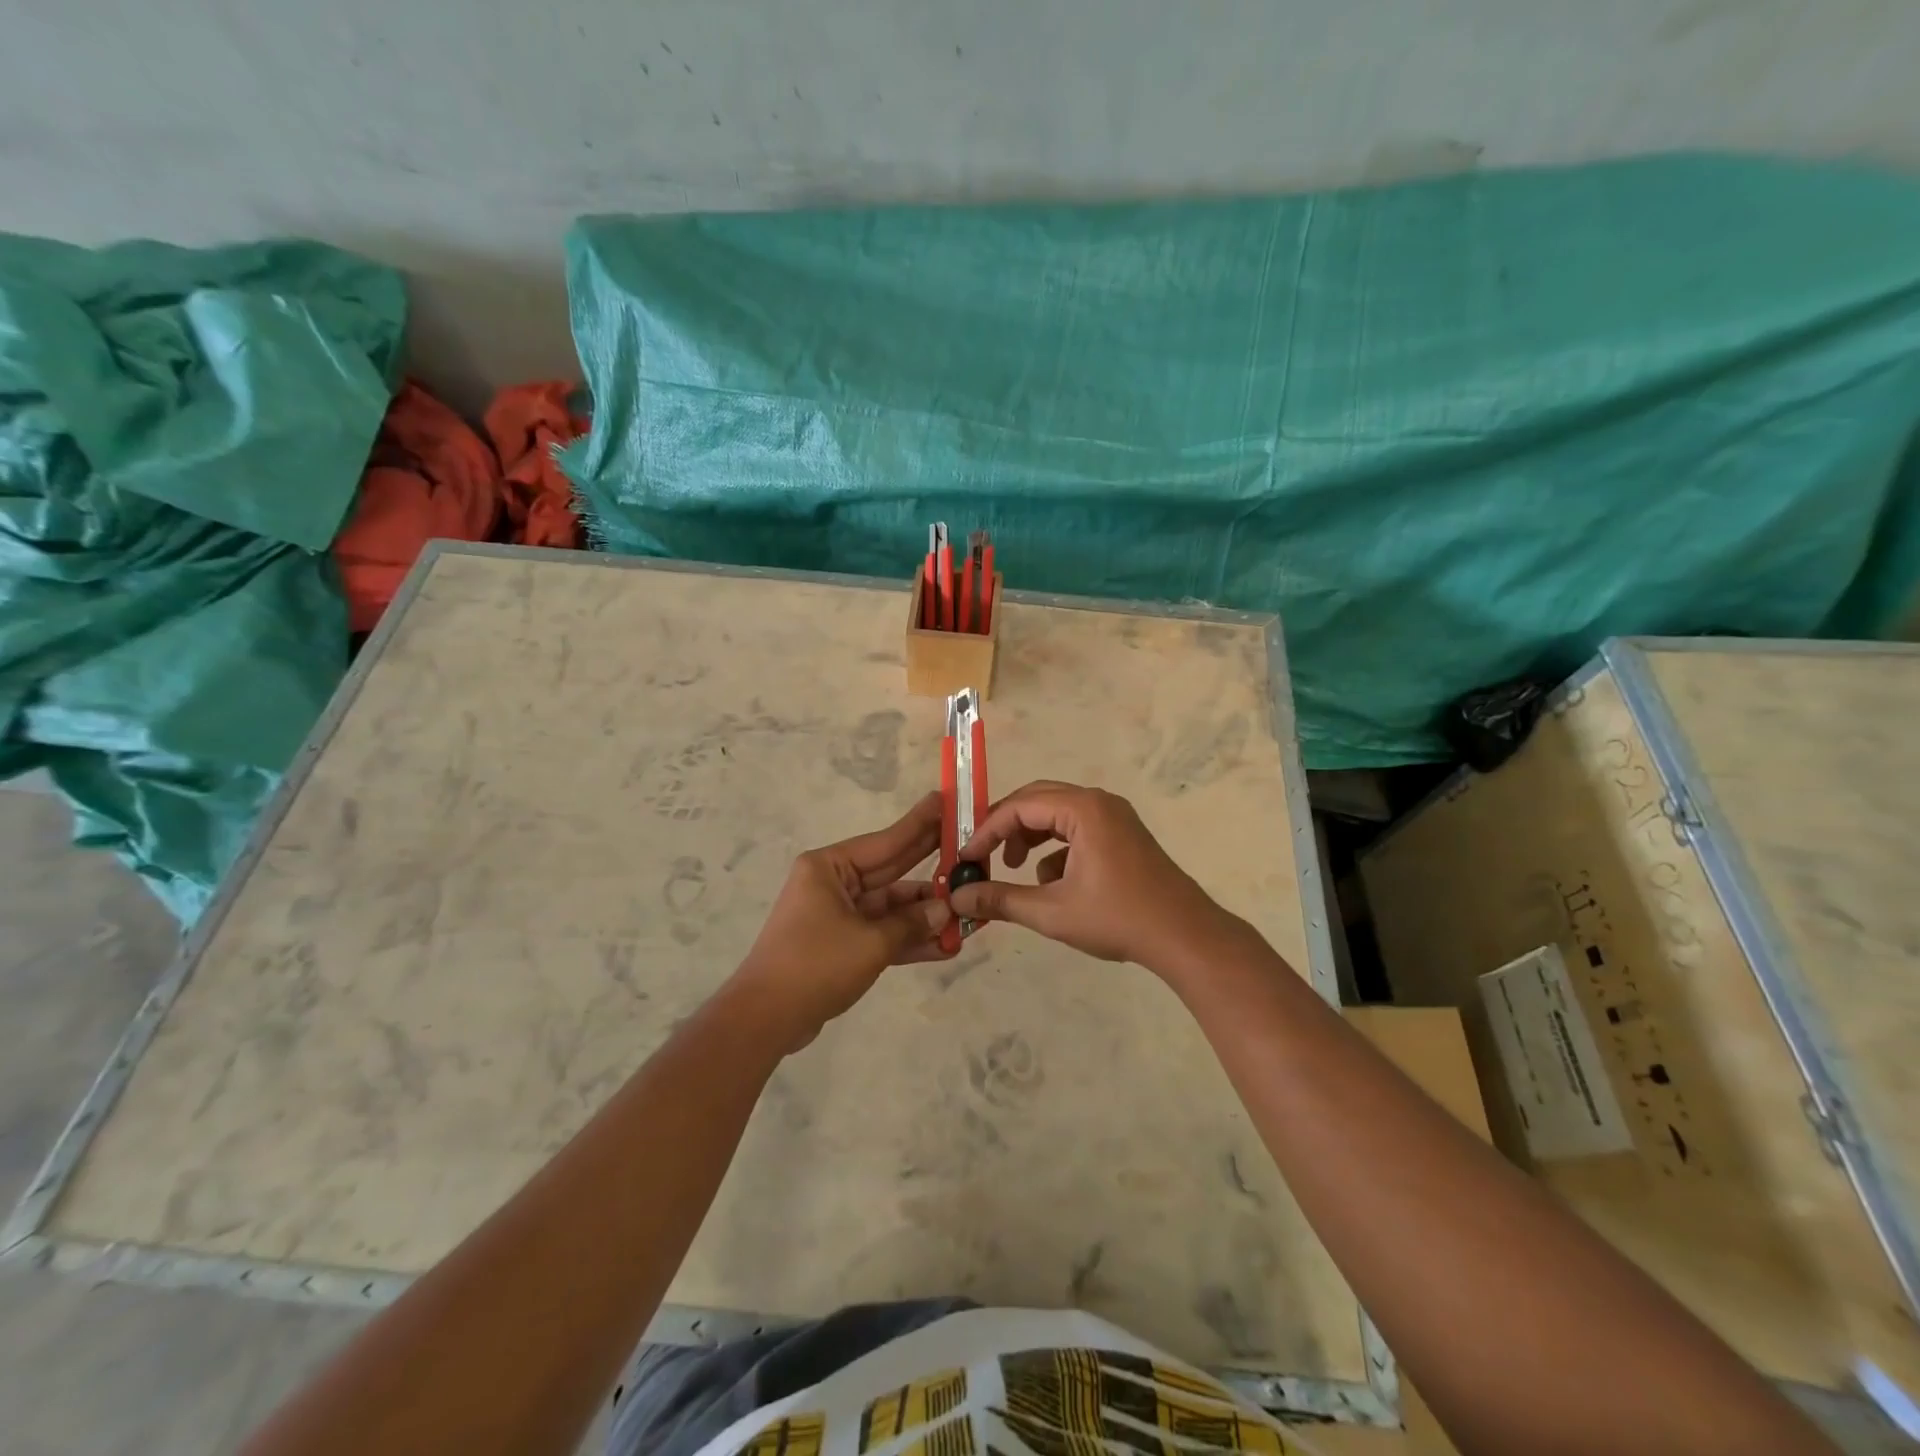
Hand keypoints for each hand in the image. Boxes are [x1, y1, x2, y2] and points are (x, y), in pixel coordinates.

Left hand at [732, 792, 953, 1047]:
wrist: (765, 1019)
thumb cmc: (814, 965)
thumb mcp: (870, 942)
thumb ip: (911, 923)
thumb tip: (945, 910)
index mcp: (829, 868)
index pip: (886, 841)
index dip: (920, 825)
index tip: (945, 802)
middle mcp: (833, 884)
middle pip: (891, 870)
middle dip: (930, 866)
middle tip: (969, 847)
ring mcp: (837, 915)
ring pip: (890, 907)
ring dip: (925, 913)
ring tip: (968, 909)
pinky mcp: (841, 945)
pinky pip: (882, 934)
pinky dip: (909, 939)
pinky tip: (945, 945)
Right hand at [949, 780, 1241, 975]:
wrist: (1184, 936)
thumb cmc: (1117, 918)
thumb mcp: (1051, 911)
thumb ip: (1000, 899)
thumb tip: (957, 898)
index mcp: (1082, 809)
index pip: (1019, 807)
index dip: (986, 831)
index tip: (965, 858)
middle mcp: (1098, 802)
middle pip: (1037, 800)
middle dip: (1006, 828)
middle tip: (983, 855)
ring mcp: (1114, 816)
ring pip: (1057, 814)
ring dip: (1030, 836)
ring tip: (1014, 867)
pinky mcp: (1123, 834)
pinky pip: (1078, 828)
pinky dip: (1056, 847)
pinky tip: (1051, 882)